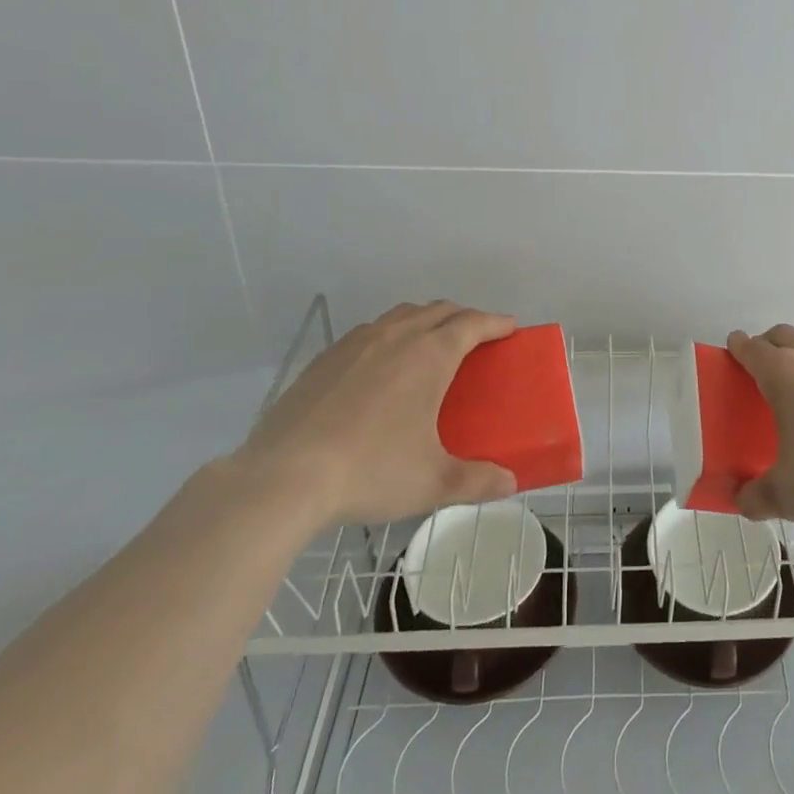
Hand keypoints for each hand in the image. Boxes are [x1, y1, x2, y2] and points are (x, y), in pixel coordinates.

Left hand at [237, 301, 517, 533]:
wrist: (283, 477)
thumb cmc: (370, 472)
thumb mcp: (431, 483)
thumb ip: (476, 481)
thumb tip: (509, 483)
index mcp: (429, 356)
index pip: (472, 323)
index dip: (495, 322)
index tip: (510, 328)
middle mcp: (396, 337)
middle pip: (439, 310)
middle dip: (464, 317)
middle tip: (476, 338)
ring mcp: (356, 343)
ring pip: (402, 315)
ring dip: (425, 320)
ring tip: (430, 345)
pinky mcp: (325, 358)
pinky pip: (369, 331)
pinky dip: (389, 335)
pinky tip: (380, 366)